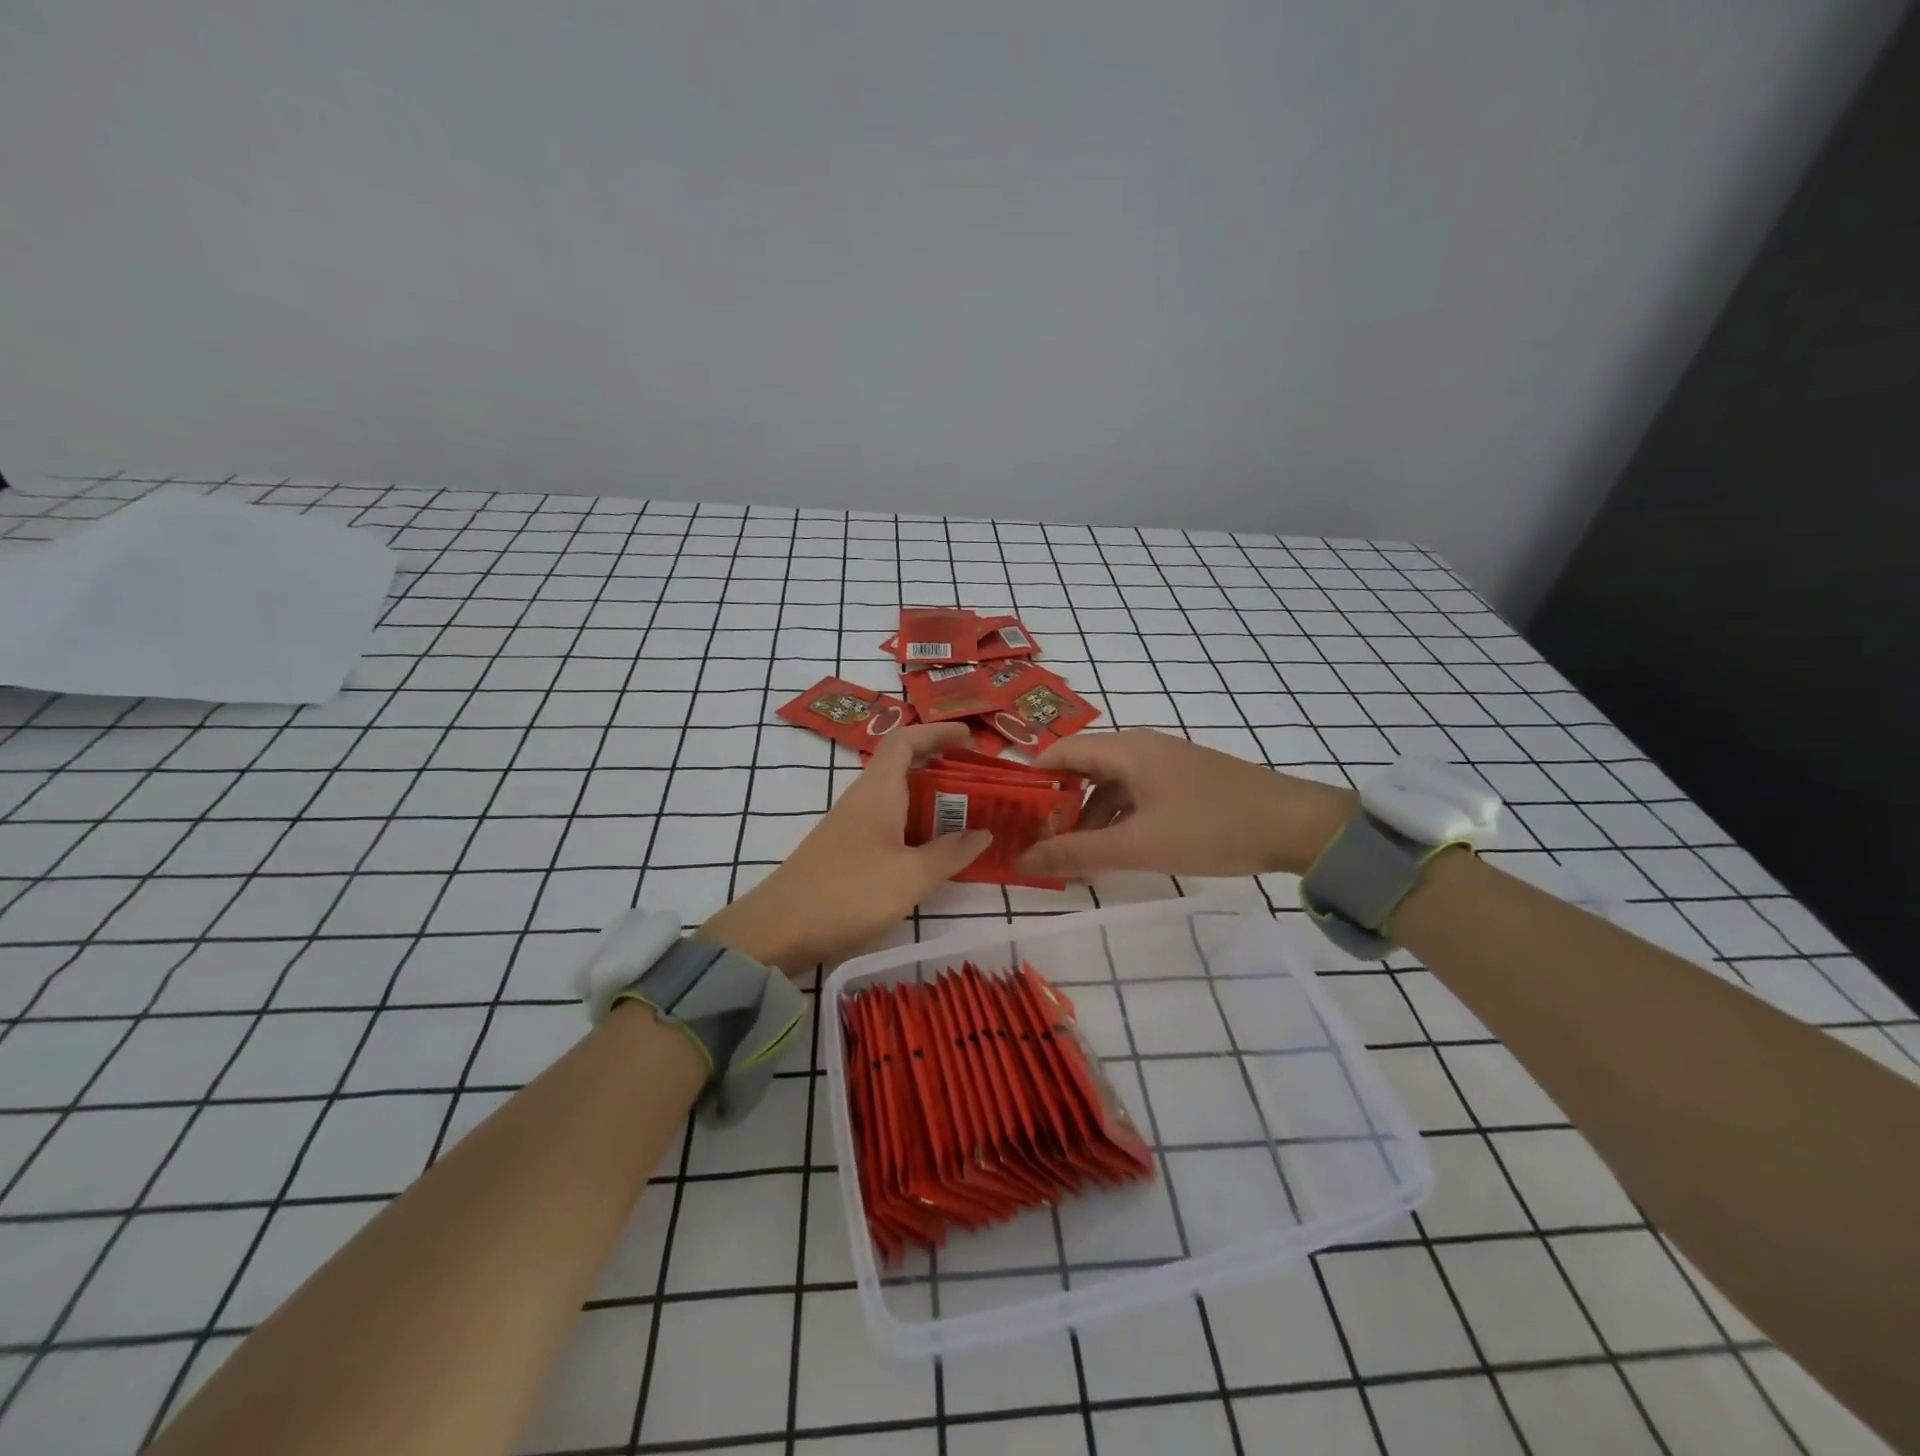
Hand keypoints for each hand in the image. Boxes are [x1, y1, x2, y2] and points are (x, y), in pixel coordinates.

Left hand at [697, 721, 991, 971]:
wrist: (778, 930)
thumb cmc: (848, 893)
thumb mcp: (910, 877)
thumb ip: (950, 853)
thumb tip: (984, 833)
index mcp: (878, 791)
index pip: (906, 741)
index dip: (938, 732)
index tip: (970, 738)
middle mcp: (863, 800)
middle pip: (904, 768)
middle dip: (943, 769)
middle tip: (980, 784)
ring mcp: (851, 827)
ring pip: (898, 800)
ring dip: (932, 803)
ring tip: (967, 819)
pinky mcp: (846, 853)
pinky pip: (889, 826)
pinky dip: (916, 829)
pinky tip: (932, 854)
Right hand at [1016, 729, 1355, 880]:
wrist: (1297, 825)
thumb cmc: (1210, 828)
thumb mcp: (1137, 845)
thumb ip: (1075, 852)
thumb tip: (1021, 861)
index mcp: (1125, 749)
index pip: (1059, 752)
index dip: (1029, 780)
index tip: (1008, 815)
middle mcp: (1141, 746)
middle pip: (1082, 769)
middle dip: (1057, 807)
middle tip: (1036, 844)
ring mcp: (1166, 763)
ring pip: (1110, 786)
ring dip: (1088, 819)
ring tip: (1073, 859)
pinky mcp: (1185, 781)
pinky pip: (1136, 795)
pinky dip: (1117, 820)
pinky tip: (1115, 851)